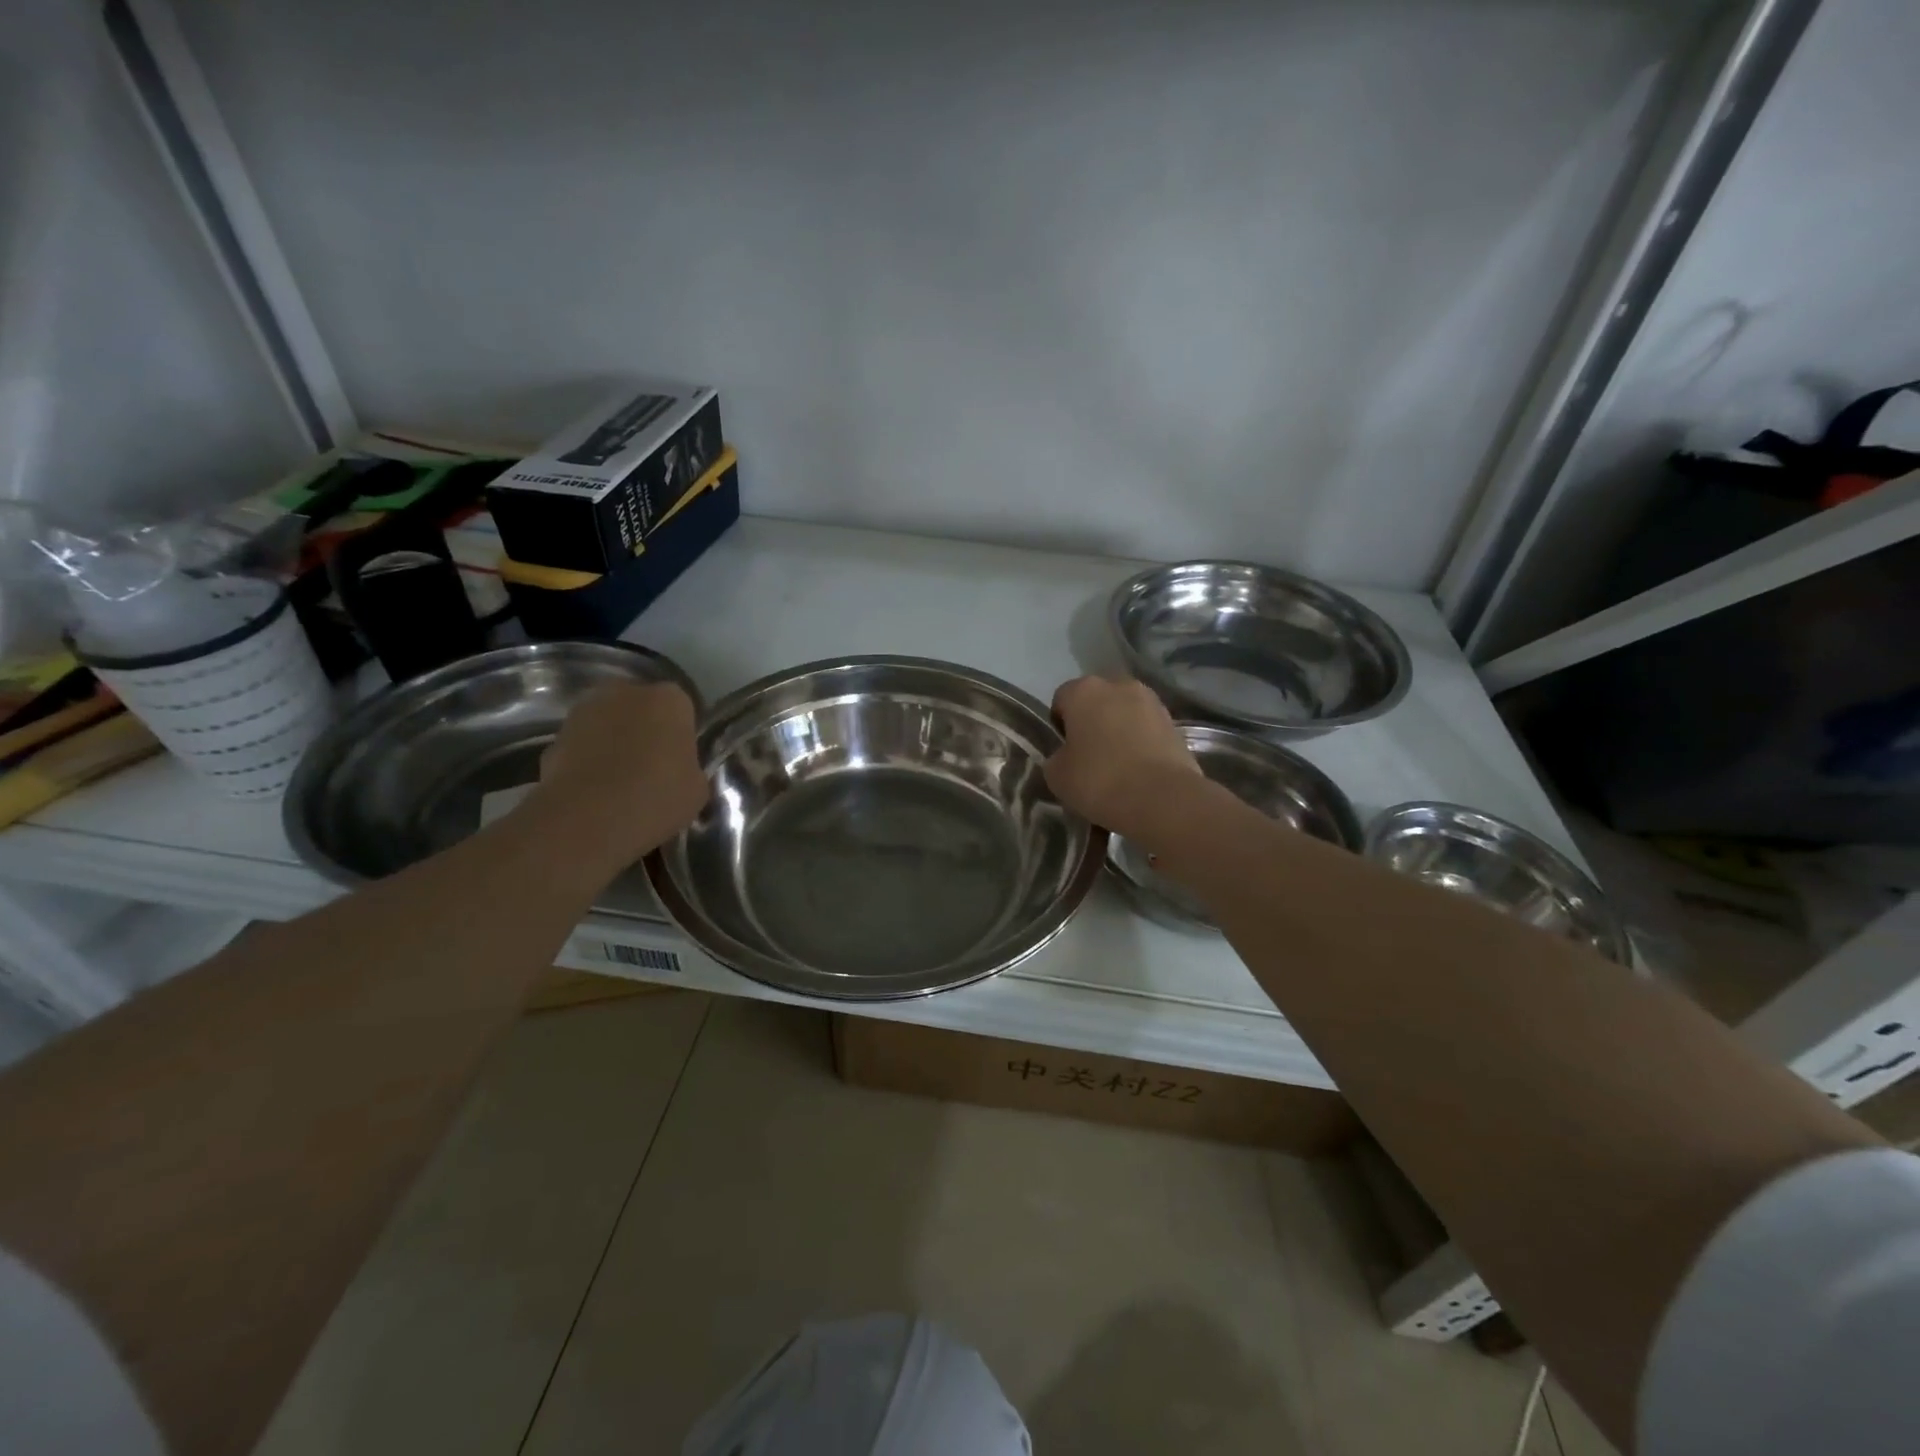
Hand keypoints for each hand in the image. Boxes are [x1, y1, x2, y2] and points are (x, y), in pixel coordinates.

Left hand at [530, 681, 708, 866]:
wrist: (588, 818)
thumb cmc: (657, 796)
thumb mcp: (696, 789)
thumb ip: (690, 769)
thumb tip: (679, 771)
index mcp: (670, 700)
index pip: (682, 709)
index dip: (680, 735)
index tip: (680, 761)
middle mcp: (626, 692)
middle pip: (641, 708)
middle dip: (644, 731)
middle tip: (651, 768)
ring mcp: (585, 711)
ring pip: (607, 724)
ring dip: (612, 743)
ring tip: (618, 783)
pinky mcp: (554, 736)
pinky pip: (581, 746)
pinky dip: (586, 762)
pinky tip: (593, 793)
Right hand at [1045, 676, 1203, 840]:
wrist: (1164, 799)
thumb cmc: (1100, 780)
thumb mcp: (1057, 776)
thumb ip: (1056, 758)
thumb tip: (1067, 756)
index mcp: (1084, 691)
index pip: (1061, 700)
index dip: (1059, 726)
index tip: (1063, 753)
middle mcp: (1118, 685)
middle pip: (1096, 702)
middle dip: (1091, 723)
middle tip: (1089, 758)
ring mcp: (1151, 702)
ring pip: (1124, 714)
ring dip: (1119, 732)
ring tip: (1118, 768)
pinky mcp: (1175, 723)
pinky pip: (1147, 730)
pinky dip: (1141, 744)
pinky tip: (1139, 772)